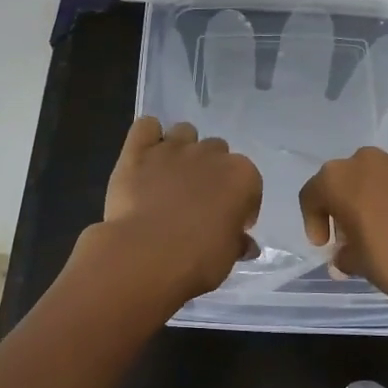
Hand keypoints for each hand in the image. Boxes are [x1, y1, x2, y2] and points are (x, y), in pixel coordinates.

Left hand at [94, 117, 261, 301]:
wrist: (144, 255)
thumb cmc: (196, 260)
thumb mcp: (227, 257)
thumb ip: (237, 243)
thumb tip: (246, 244)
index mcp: (242, 176)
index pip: (250, 183)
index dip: (240, 205)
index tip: (228, 224)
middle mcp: (211, 153)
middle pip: (217, 152)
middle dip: (210, 172)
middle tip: (197, 202)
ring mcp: (173, 148)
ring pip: (184, 133)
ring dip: (182, 150)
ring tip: (170, 178)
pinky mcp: (138, 150)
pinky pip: (146, 127)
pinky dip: (147, 136)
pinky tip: (145, 157)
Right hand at [298, 147, 387, 313]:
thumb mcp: (358, 263)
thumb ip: (344, 255)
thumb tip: (344, 256)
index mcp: (338, 179)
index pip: (311, 195)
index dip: (312, 221)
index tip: (324, 245)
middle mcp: (365, 161)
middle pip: (343, 181)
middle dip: (342, 206)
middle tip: (349, 235)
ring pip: (373, 178)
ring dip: (370, 199)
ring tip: (380, 229)